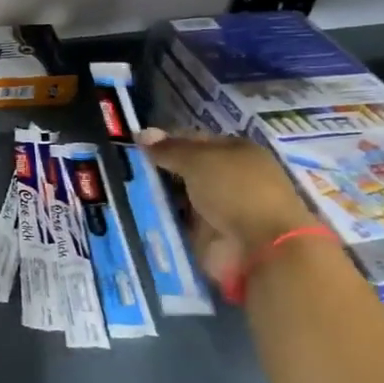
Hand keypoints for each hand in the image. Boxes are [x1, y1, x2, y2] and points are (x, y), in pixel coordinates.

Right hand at [137, 128, 316, 290]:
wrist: (261, 249)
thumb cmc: (236, 191)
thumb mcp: (199, 161)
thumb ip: (169, 149)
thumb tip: (141, 133)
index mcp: (236, 152)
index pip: (194, 140)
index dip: (166, 141)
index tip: (135, 147)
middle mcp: (228, 178)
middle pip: (184, 169)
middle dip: (156, 170)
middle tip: (123, 168)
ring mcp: (218, 208)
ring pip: (177, 196)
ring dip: (154, 195)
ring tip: (121, 189)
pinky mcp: (207, 235)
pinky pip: (176, 222)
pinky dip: (158, 219)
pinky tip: (134, 212)